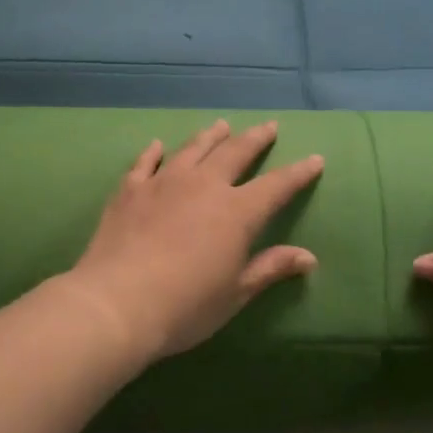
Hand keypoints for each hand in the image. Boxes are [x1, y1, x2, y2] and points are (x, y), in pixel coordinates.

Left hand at [66, 120, 324, 363]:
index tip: (315, 159)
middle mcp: (204, 186)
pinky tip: (158, 145)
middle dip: (256, 139)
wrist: (117, 304)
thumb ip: (270, 268)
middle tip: (269, 126)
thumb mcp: (236, 293)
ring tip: (221, 125)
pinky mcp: (130, 191)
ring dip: (211, 136)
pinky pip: (145, 163)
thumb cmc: (186, 306)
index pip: (277, 186)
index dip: (298, 173)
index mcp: (237, 212)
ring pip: (193, 149)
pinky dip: (154, 152)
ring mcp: (164, 183)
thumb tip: (309, 257)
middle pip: (236, 153)